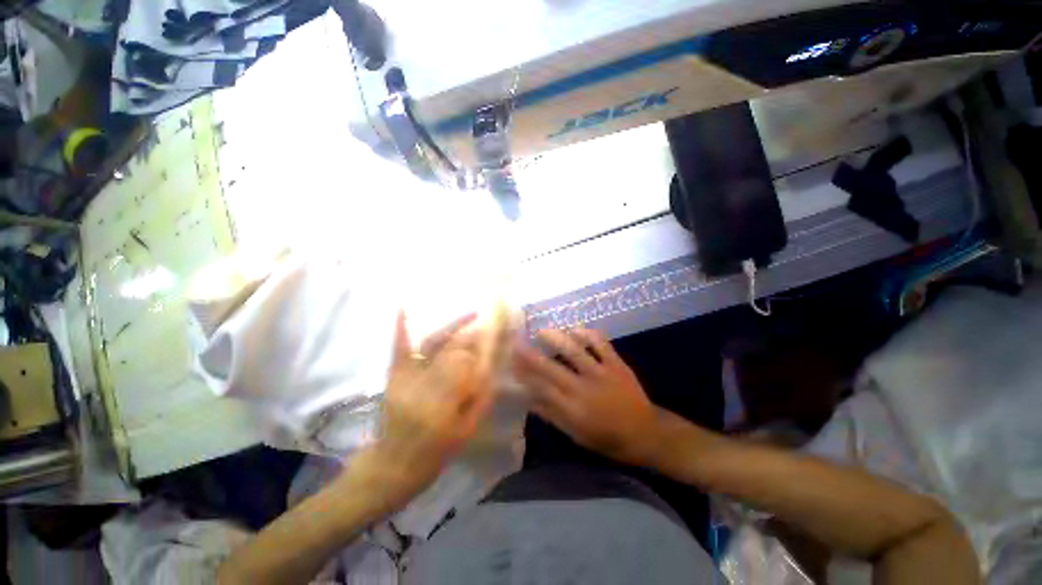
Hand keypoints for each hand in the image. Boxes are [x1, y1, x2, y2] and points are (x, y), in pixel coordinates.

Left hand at [342, 312, 497, 515]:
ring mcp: (407, 378)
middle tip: (490, 323)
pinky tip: (402, 309)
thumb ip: (481, 398)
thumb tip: (493, 366)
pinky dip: (401, 329)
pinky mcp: (394, 377)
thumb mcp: (466, 430)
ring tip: (471, 314)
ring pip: (434, 344)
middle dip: (475, 335)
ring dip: (453, 326)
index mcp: (445, 401)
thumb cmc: (434, 453)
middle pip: (455, 350)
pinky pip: (399, 349)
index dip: (487, 345)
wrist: (392, 465)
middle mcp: (425, 384)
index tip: (501, 332)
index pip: (470, 363)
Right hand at [514, 328, 661, 466]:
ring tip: (542, 331)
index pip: (542, 388)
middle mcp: (584, 389)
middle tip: (517, 343)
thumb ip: (553, 416)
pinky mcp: (616, 364)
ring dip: (556, 338)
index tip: (512, 363)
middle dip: (531, 355)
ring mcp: (601, 373)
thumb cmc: (608, 438)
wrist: (646, 433)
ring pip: (574, 351)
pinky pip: (601, 344)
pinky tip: (576, 329)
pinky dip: (588, 334)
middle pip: (552, 368)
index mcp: (573, 410)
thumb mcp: (577, 435)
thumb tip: (529, 400)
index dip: (525, 374)